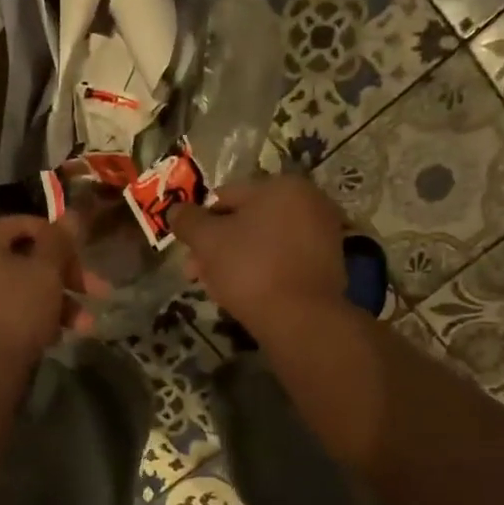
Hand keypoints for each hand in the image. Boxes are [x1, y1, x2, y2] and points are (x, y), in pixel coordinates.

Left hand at [0, 216, 82, 366]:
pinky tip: (55, 336)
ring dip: (54, 302)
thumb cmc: (14, 312)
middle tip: (98, 295)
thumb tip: (72, 214)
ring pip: (16, 287)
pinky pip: (2, 309)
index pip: (26, 225)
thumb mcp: (46, 272)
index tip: (89, 261)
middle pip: (23, 259)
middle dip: (64, 278)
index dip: (63, 241)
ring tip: (85, 326)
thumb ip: (59, 241)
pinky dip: (29, 316)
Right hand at [169, 176, 345, 333]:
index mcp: (282, 186)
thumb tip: (175, 209)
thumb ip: (187, 220)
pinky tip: (248, 293)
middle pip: (247, 220)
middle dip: (217, 245)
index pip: (226, 196)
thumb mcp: (207, 241)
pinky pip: (284, 259)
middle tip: (197, 273)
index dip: (200, 223)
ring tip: (219, 288)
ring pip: (264, 242)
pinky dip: (264, 270)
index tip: (188, 251)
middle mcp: (309, 202)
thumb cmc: (250, 269)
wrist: (300, 319)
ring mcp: (323, 234)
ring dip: (237, 259)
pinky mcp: (328, 264)